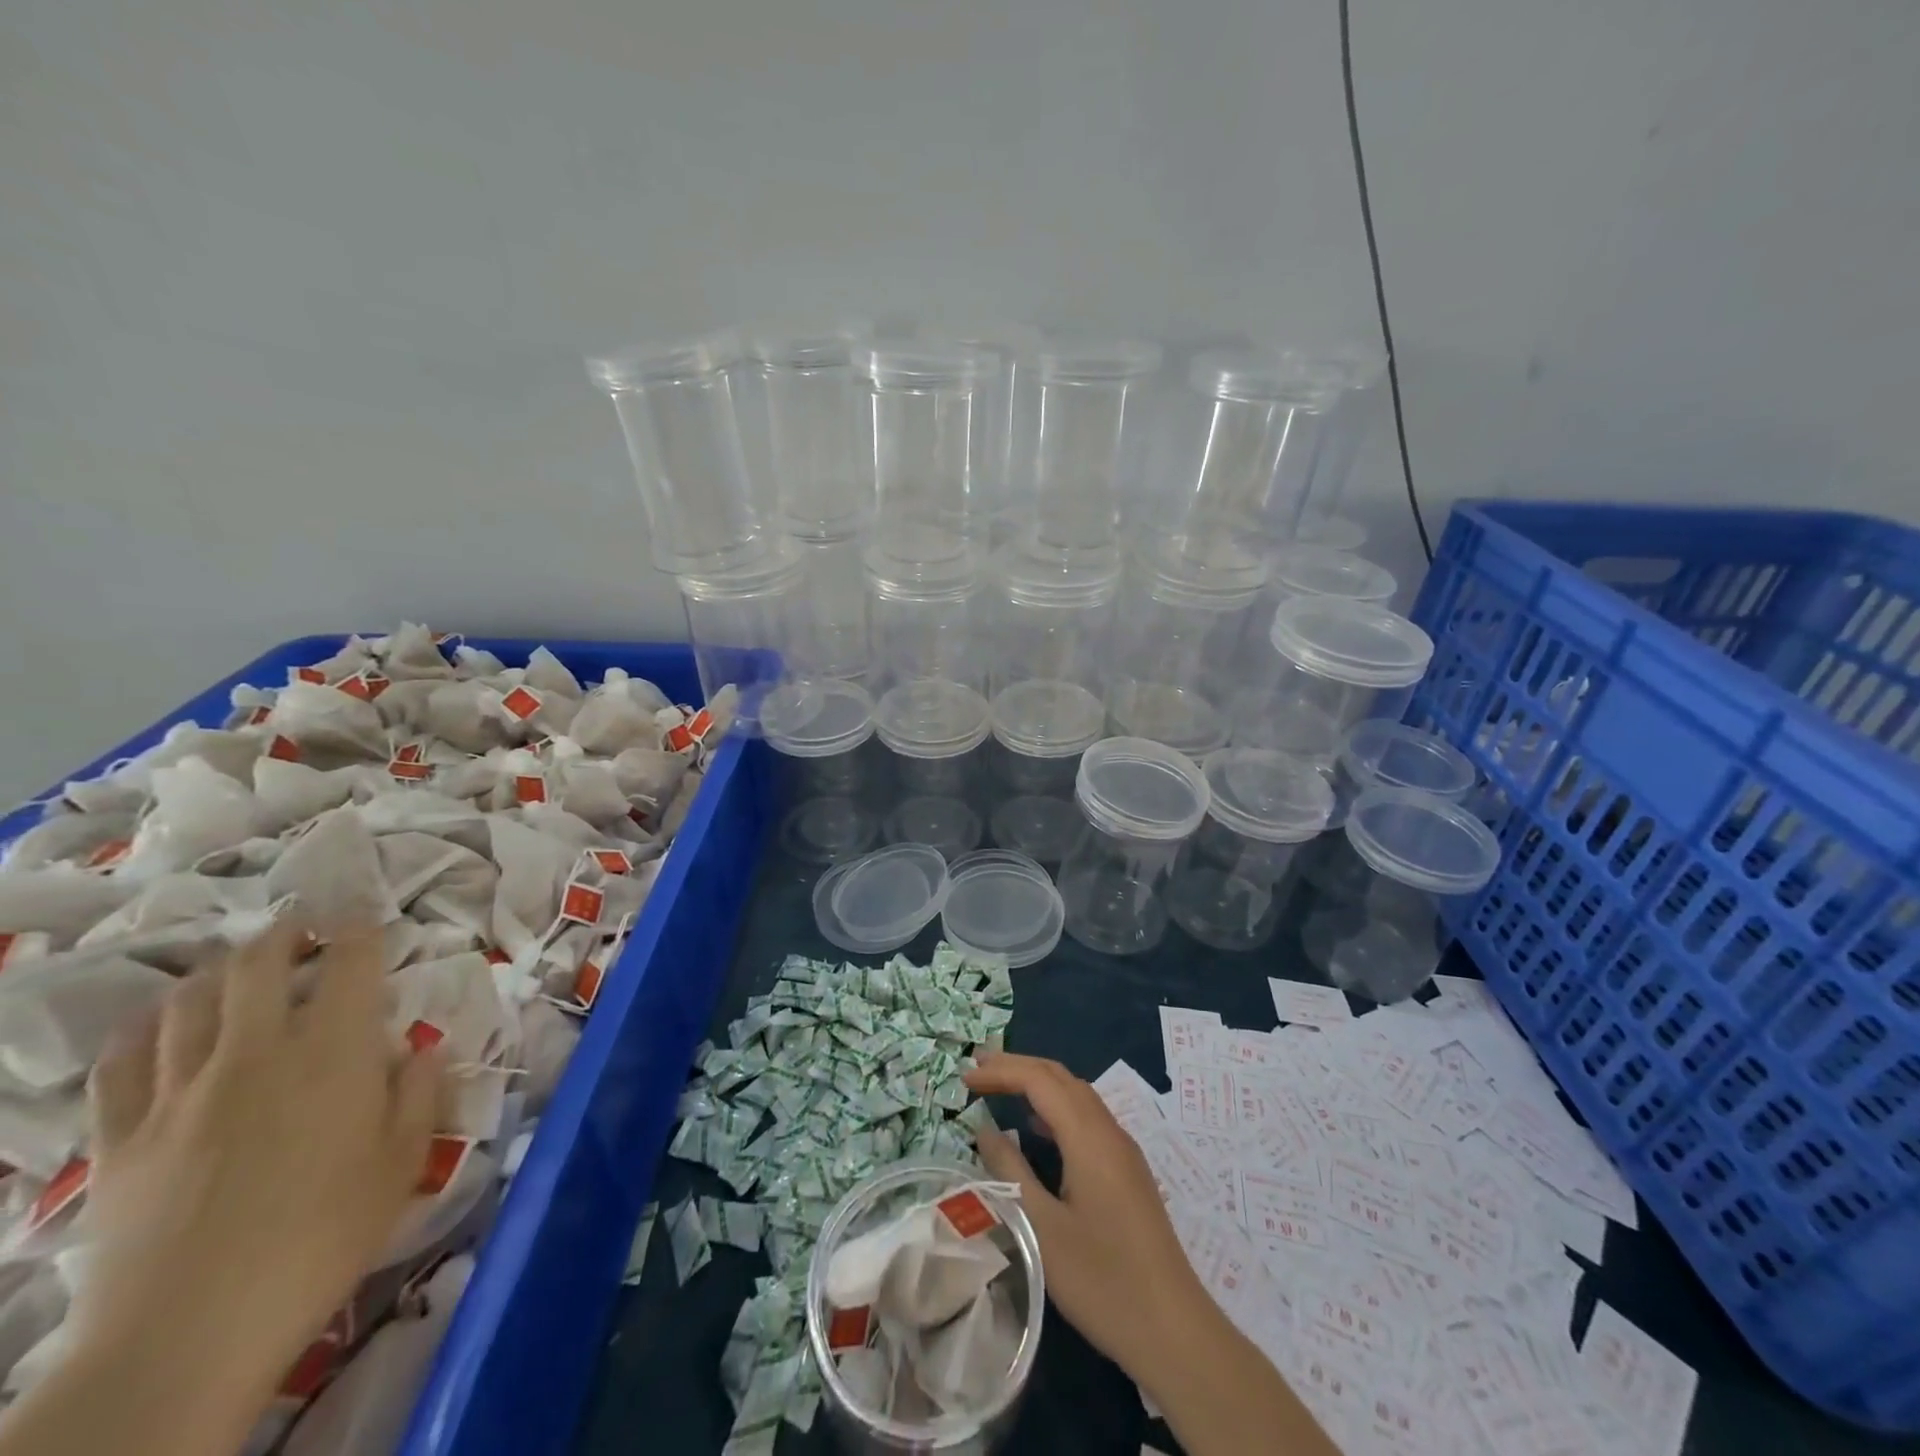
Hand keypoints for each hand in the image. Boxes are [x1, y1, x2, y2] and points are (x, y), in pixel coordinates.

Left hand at [76, 919, 441, 1408]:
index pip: (351, 965)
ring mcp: (178, 1091)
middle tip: (300, 925)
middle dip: (283, 933)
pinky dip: (142, 1029)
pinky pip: (120, 1062)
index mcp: (333, 1052)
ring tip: (233, 966)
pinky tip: (156, 1025)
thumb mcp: (404, 1161)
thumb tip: (422, 1049)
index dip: (360, 931)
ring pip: (186, 1002)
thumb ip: (420, 1093)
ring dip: (214, 971)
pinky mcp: (121, 1135)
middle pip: (257, 965)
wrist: (192, 1330)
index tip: (366, 918)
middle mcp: (256, 1052)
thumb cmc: (325, 1235)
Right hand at [963, 1052, 1337, 1455]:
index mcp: (1089, 1137)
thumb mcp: (1042, 1229)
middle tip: (978, 1066)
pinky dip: (1056, 1106)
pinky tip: (1039, 1129)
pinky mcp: (1128, 1171)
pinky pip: (1087, 1117)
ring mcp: (1123, 1150)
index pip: (1039, 1080)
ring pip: (1077, 1094)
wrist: (1174, 1330)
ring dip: (1038, 1083)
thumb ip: (1010, 1173)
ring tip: (1002, 1086)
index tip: (964, 1077)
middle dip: (1018, 1066)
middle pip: (1060, 1077)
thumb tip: (985, 1131)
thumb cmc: (1102, 1280)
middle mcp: (1109, 1131)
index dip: (1000, 1071)